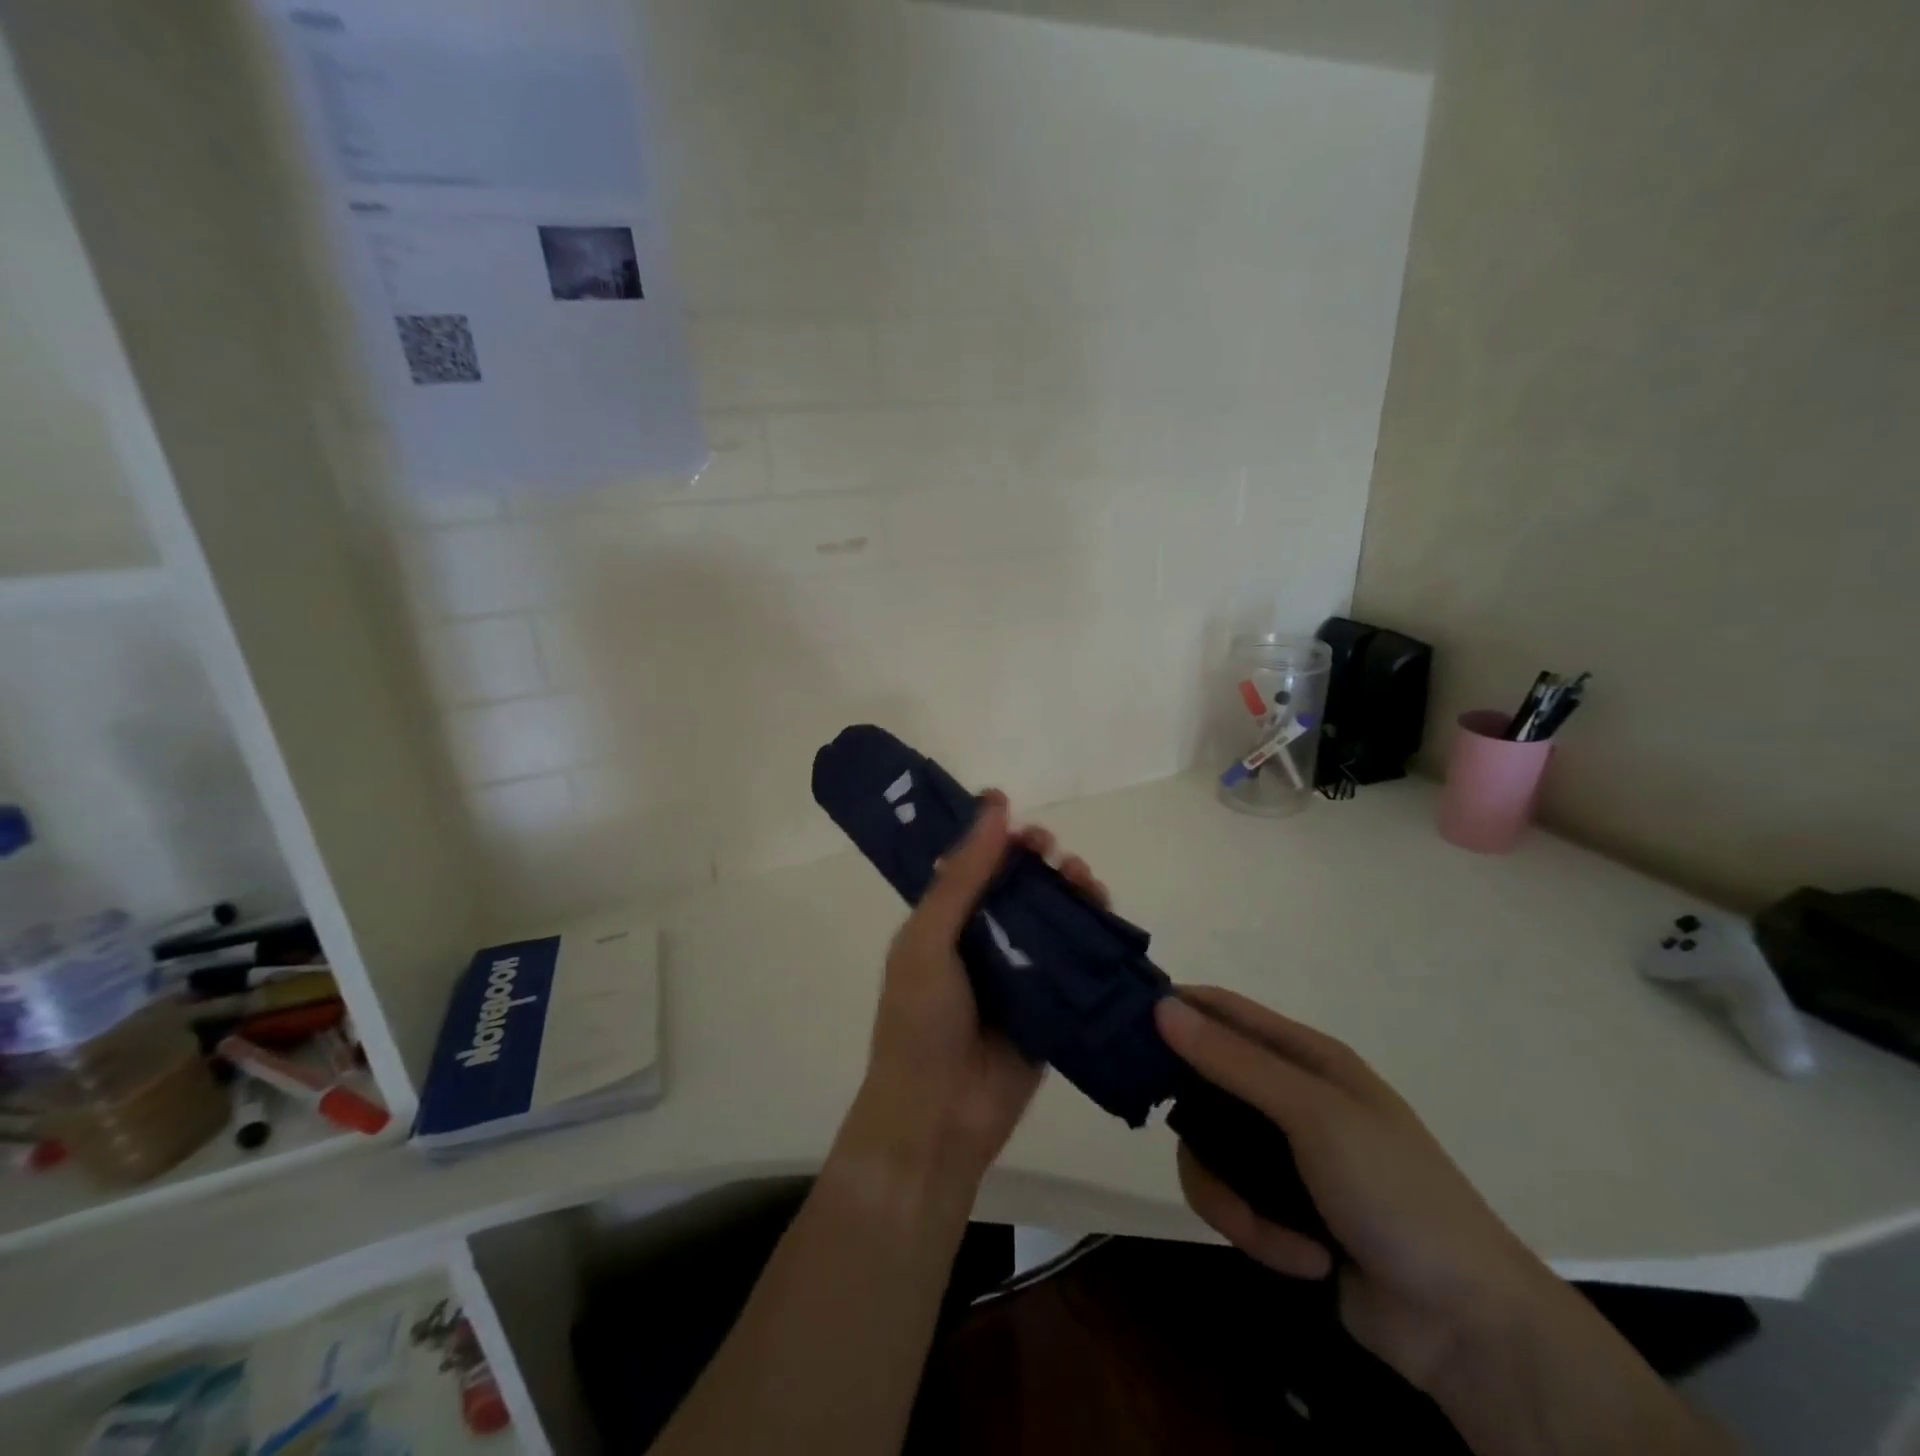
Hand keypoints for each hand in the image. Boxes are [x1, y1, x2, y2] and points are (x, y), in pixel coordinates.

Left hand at [846, 790, 1108, 1185]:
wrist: (940, 1117)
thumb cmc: (920, 1021)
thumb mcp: (928, 939)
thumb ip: (962, 876)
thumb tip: (995, 805)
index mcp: (945, 921)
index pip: (975, 865)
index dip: (998, 839)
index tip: (1021, 821)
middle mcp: (983, 939)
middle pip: (1021, 885)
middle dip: (1041, 861)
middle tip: (1054, 853)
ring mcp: (1020, 971)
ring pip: (1053, 915)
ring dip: (1070, 889)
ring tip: (1082, 879)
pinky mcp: (1052, 1001)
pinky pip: (1076, 958)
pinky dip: (1092, 931)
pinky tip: (1102, 913)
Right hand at [1154, 988, 1560, 1391]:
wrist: (1466, 1326)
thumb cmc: (1395, 1193)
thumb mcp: (1314, 1115)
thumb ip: (1235, 1062)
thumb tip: (1161, 1006)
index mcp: (1305, 1058)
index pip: (1224, 1010)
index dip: (1175, 1007)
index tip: (1120, 1022)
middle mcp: (1289, 1098)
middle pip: (1204, 1083)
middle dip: (1189, 1116)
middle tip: (1159, 1130)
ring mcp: (1283, 1156)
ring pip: (1207, 1150)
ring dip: (1227, 1194)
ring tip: (1264, 1228)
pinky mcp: (1279, 1210)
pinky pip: (1230, 1201)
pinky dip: (1254, 1231)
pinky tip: (1298, 1258)